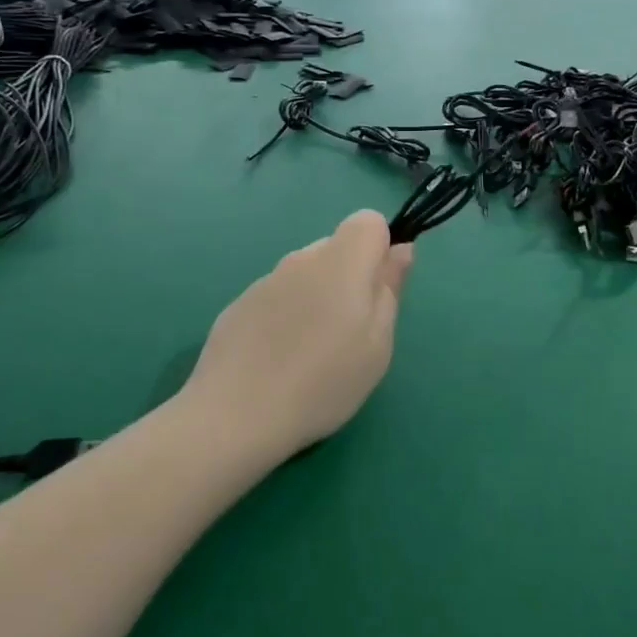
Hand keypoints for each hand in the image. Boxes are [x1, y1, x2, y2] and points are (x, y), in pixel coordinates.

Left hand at [183, 211, 413, 457]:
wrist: (235, 414)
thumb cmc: (323, 382)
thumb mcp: (377, 344)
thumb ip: (390, 288)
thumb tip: (401, 249)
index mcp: (340, 261)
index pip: (368, 221)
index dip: (380, 250)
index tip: (377, 293)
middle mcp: (301, 259)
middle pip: (336, 248)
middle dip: (350, 278)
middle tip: (350, 334)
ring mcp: (265, 281)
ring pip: (306, 274)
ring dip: (318, 298)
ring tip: (311, 354)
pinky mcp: (239, 305)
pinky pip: (278, 297)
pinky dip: (286, 316)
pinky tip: (278, 359)